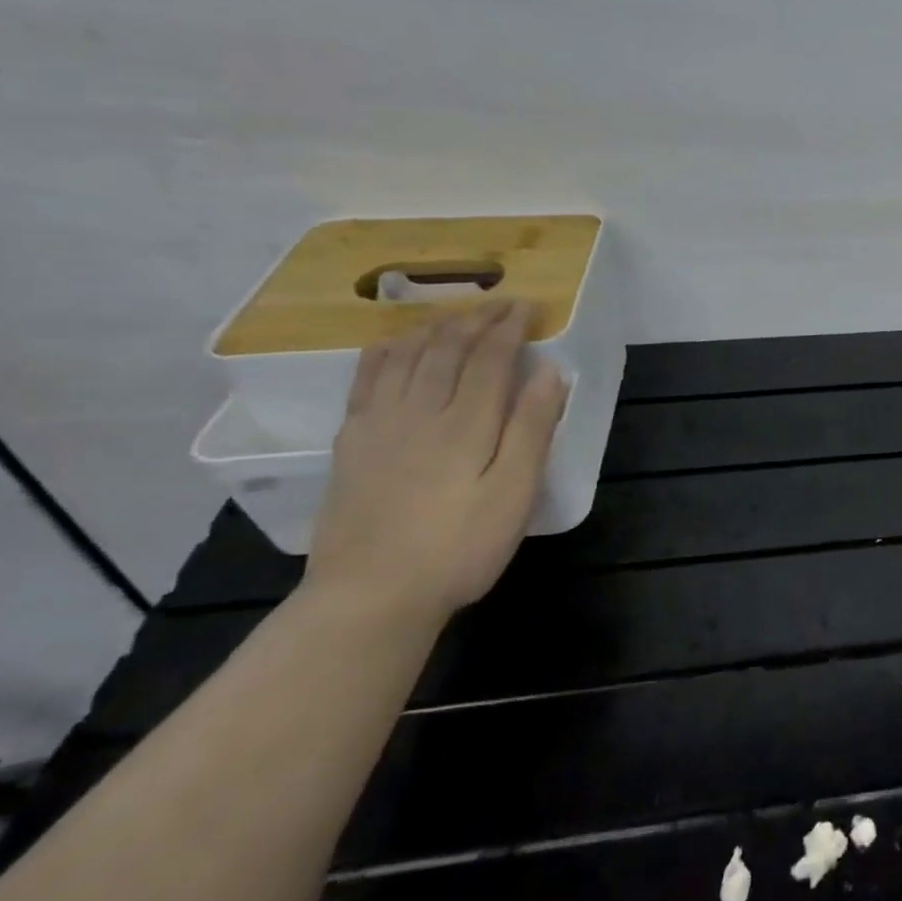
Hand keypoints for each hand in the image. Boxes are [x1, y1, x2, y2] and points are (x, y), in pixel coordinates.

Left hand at [304, 300, 568, 624]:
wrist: (370, 597)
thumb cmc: (459, 547)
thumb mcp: (514, 493)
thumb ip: (532, 429)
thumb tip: (549, 372)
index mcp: (466, 424)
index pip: (490, 358)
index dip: (510, 327)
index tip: (528, 306)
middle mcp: (420, 411)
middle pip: (447, 348)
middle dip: (477, 319)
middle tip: (500, 303)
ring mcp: (378, 425)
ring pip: (406, 356)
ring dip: (435, 326)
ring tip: (457, 313)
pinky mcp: (352, 443)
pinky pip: (366, 380)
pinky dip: (386, 351)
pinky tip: (395, 344)